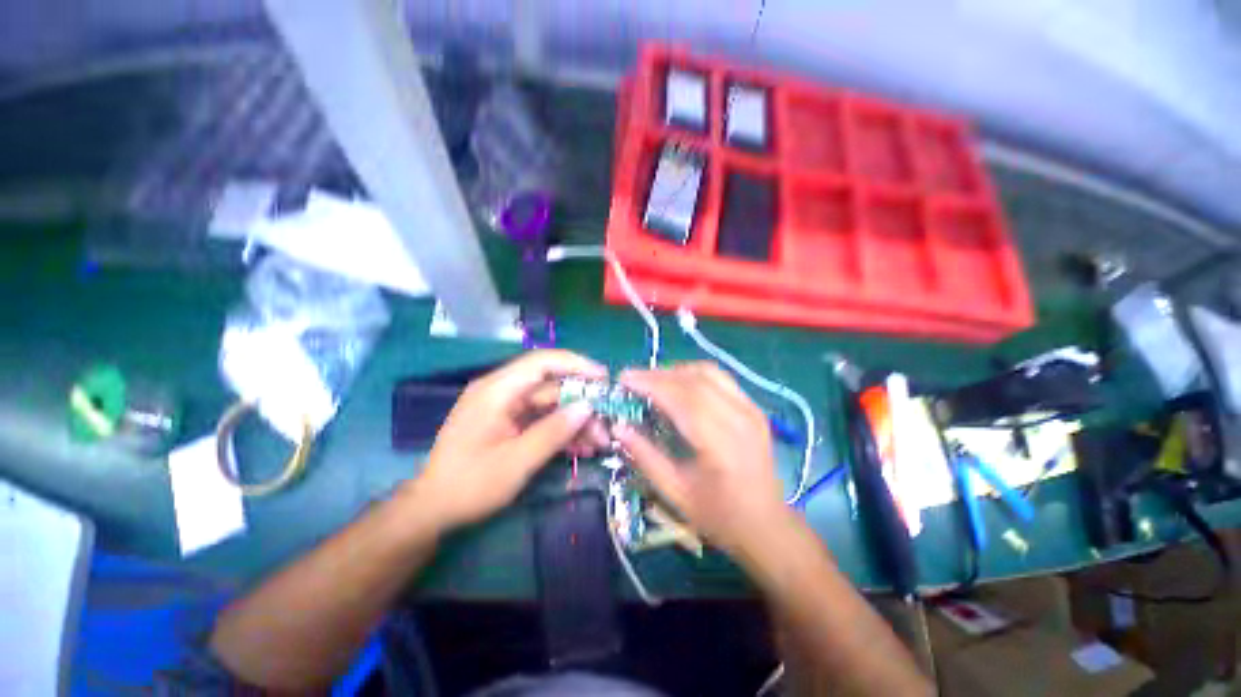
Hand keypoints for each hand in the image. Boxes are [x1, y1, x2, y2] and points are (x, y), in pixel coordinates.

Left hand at [411, 350, 607, 531]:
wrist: (433, 511)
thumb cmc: (469, 485)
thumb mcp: (516, 462)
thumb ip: (553, 432)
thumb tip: (587, 407)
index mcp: (497, 390)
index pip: (542, 362)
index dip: (576, 365)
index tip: (604, 378)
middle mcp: (504, 391)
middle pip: (552, 386)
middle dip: (582, 404)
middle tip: (607, 424)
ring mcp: (508, 408)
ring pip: (552, 405)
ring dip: (576, 421)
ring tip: (600, 441)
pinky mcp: (512, 423)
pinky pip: (544, 419)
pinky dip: (563, 431)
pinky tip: (583, 447)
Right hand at [612, 362, 791, 557]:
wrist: (766, 524)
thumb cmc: (718, 515)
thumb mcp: (674, 492)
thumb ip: (645, 456)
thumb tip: (619, 427)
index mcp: (721, 443)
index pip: (682, 398)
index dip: (651, 384)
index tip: (624, 379)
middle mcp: (740, 418)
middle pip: (694, 380)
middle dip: (658, 375)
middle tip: (632, 379)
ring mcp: (750, 409)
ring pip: (709, 372)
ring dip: (676, 370)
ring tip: (652, 380)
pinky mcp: (754, 407)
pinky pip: (720, 378)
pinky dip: (694, 374)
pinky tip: (678, 384)